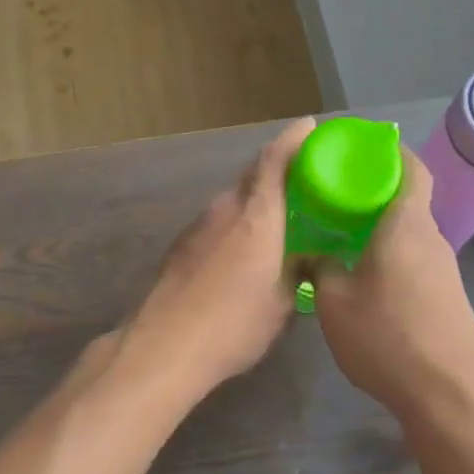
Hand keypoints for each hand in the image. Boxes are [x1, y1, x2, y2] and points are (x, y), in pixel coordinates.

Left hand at [126, 118, 316, 398]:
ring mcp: (199, 225)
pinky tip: (247, 248)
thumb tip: (310, 256)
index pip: (275, 160)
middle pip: (254, 175)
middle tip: (306, 178)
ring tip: (281, 216)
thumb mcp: (283, 303)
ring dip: (257, 200)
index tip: (309, 126)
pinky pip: (219, 221)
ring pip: (235, 199)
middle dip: (280, 169)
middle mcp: (226, 209)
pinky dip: (238, 222)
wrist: (164, 346)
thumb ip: (299, 271)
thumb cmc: (234, 323)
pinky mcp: (182, 245)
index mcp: (257, 215)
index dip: (293, 139)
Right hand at [311, 150, 473, 424]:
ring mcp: (444, 270)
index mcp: (407, 225)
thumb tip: (314, 250)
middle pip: (407, 200)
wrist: (449, 395)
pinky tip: (363, 277)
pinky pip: (414, 260)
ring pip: (409, 233)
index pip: (411, 168)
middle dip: (373, 193)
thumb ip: (321, 267)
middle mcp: (431, 239)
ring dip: (380, 229)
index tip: (361, 150)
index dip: (390, 152)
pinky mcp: (446, 297)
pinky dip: (389, 255)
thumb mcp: (334, 301)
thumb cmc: (388, 336)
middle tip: (333, 196)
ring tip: (340, 236)